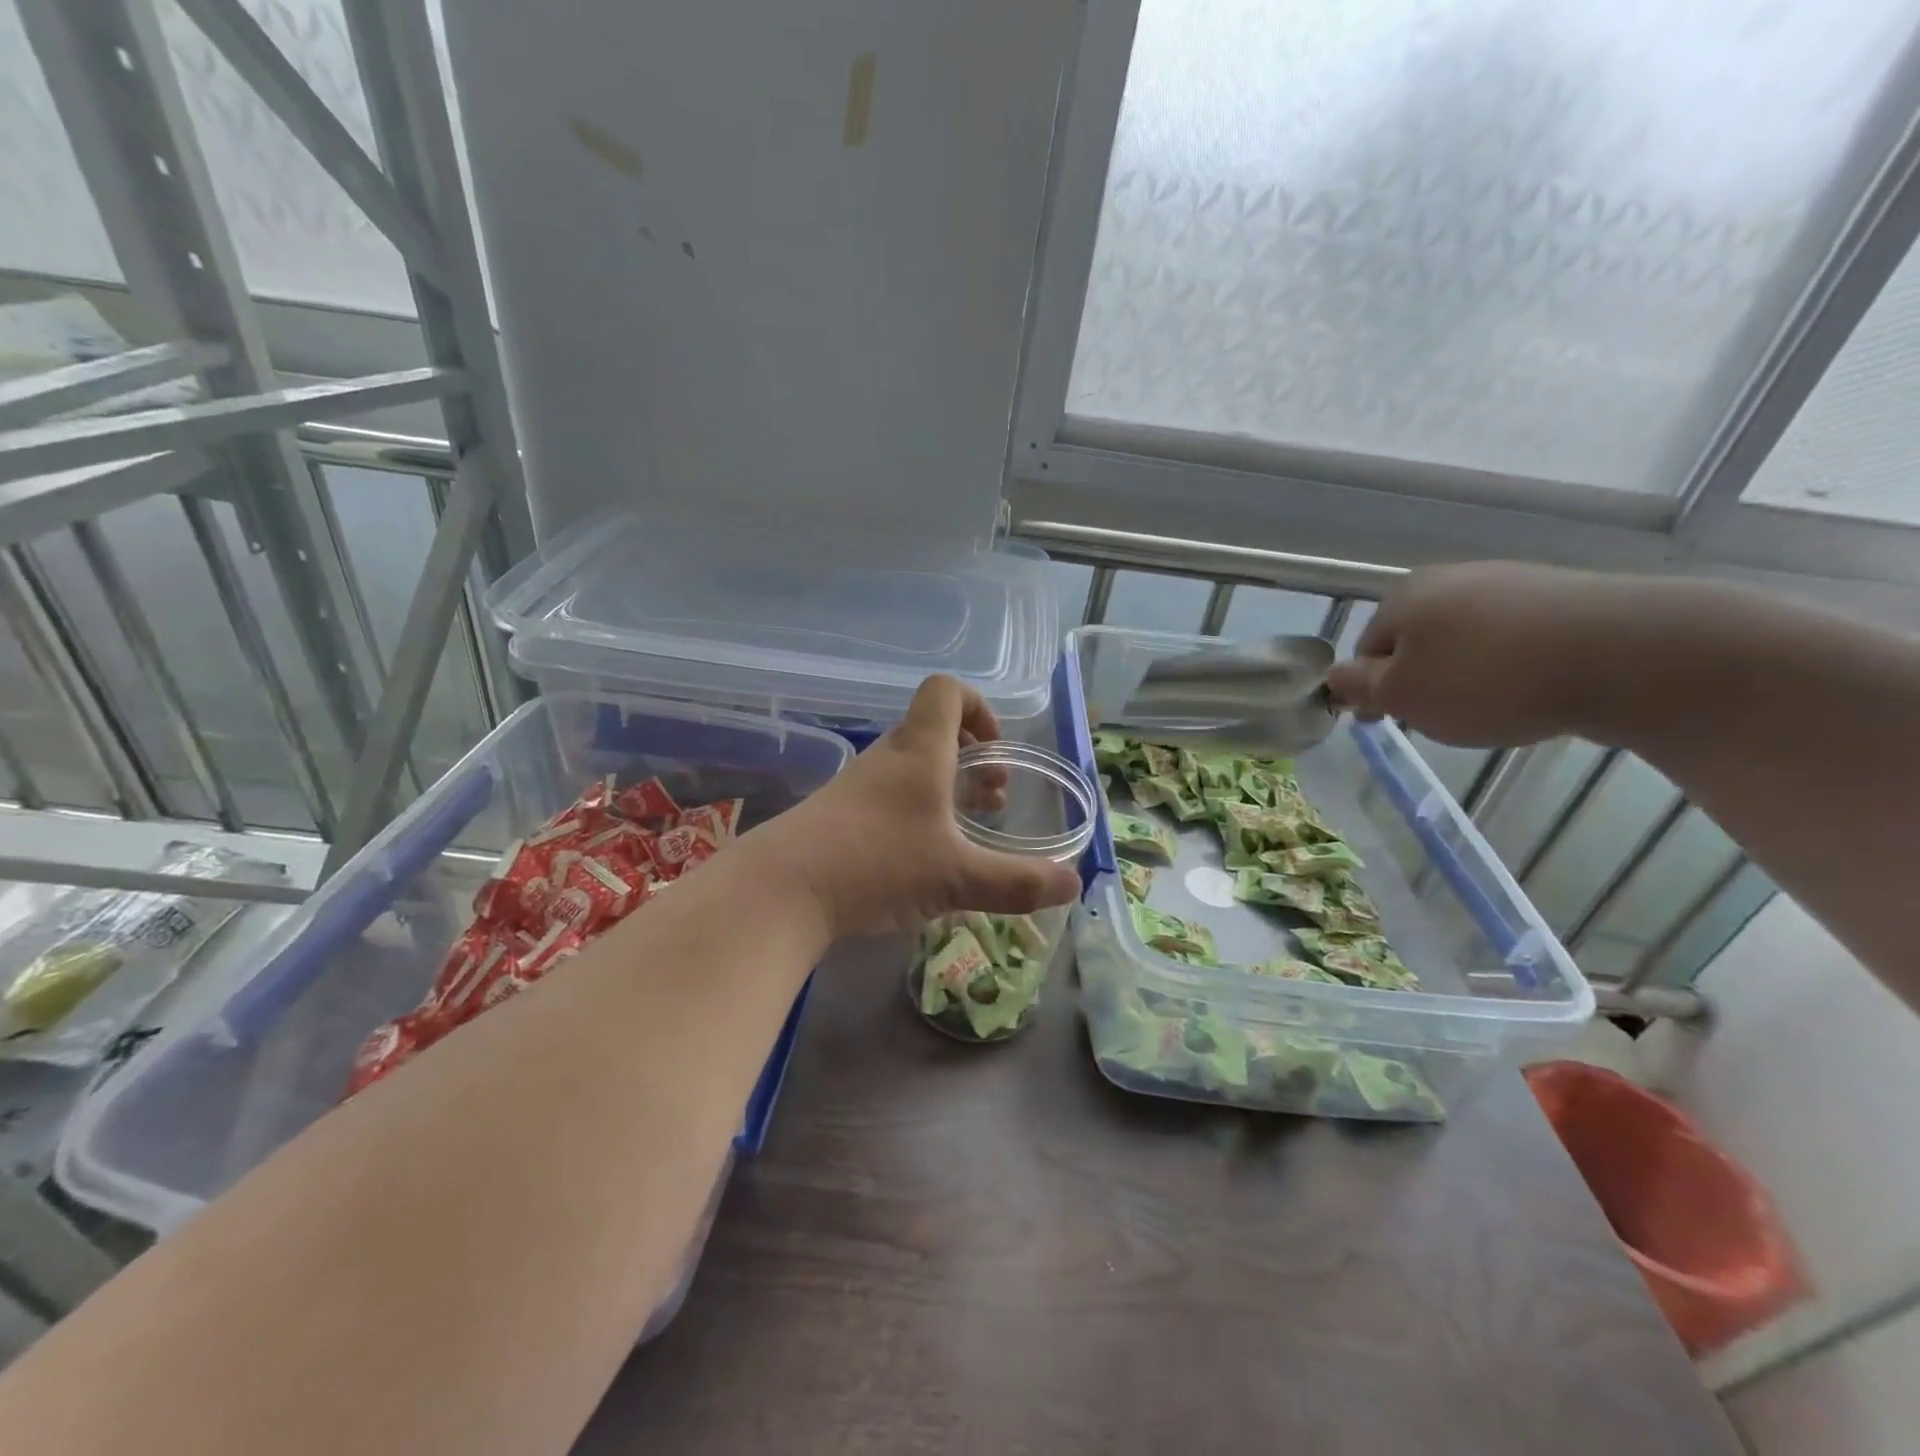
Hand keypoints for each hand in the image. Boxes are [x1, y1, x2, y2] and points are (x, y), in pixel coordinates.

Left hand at [753, 676, 1083, 938]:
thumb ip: (1018, 882)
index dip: (978, 707)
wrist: (780, 891)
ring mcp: (858, 786)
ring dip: (945, 787)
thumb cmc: (877, 864)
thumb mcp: (957, 877)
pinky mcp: (838, 816)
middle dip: (972, 757)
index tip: (996, 748)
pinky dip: (916, 812)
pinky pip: (888, 797)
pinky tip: (923, 859)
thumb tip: (1074, 883)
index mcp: (920, 751)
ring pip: (911, 767)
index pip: (946, 691)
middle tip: (994, 797)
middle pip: (933, 731)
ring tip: (968, 830)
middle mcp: (888, 758)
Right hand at [1327, 562, 1637, 747]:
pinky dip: (1513, 665)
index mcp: (1403, 598)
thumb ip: (1360, 687)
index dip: (1374, 689)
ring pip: (1466, 639)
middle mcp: (1450, 578)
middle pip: (1417, 641)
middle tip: (1443, 717)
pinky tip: (1534, 689)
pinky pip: (1516, 638)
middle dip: (1422, 679)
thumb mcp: (1403, 695)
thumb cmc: (1486, 679)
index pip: (1366, 649)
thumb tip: (1334, 677)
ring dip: (1467, 673)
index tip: (1392, 721)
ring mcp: (1510, 582)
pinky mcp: (1562, 596)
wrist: (1623, 653)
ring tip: (1494, 707)